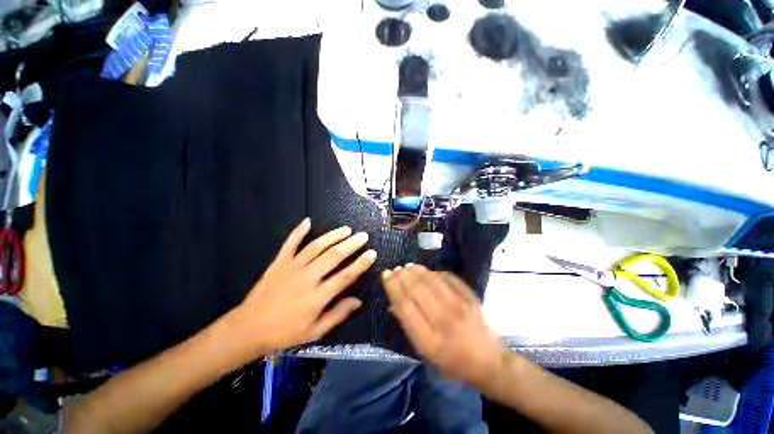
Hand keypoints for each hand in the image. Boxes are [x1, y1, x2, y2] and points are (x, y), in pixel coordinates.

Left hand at [234, 218, 375, 352]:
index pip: (345, 276)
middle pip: (333, 256)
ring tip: (346, 229)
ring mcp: (291, 267)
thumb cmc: (285, 333)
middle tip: (363, 236)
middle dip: (351, 245)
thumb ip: (337, 315)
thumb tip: (357, 301)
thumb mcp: (315, 332)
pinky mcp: (278, 263)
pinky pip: (290, 243)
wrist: (252, 326)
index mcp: (318, 296)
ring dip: (332, 236)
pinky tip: (307, 221)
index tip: (371, 254)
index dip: (361, 264)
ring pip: (315, 247)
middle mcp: (307, 277)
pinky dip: (298, 231)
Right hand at [382, 264, 507, 389]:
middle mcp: (444, 320)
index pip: (406, 307)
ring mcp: (460, 307)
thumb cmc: (454, 363)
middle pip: (419, 291)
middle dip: (404, 277)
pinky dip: (438, 274)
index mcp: (429, 339)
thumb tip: (395, 306)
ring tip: (408, 266)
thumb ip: (411, 329)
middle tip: (395, 269)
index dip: (394, 288)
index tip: (386, 276)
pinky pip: (452, 280)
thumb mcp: (427, 354)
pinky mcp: (472, 299)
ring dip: (419, 272)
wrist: (489, 361)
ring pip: (434, 282)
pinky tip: (431, 272)